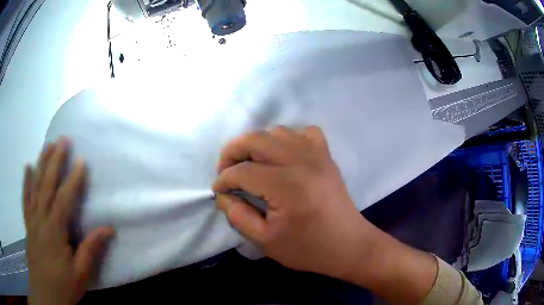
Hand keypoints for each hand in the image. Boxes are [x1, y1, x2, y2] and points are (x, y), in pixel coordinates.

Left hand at [23, 138, 114, 304]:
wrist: (44, 293)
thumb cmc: (63, 286)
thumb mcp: (81, 274)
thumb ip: (91, 249)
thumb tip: (109, 229)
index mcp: (54, 230)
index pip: (64, 198)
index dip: (73, 179)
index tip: (81, 160)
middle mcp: (41, 218)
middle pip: (47, 184)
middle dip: (54, 160)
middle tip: (62, 140)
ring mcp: (32, 219)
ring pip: (35, 186)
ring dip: (41, 164)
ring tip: (47, 145)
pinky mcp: (28, 224)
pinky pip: (26, 198)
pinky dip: (26, 181)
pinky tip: (27, 167)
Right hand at [213, 126, 378, 278]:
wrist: (348, 245)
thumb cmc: (308, 249)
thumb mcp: (265, 241)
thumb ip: (238, 216)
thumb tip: (222, 195)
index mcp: (287, 186)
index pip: (243, 172)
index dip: (224, 180)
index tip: (218, 191)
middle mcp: (302, 162)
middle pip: (256, 140)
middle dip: (232, 152)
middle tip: (225, 170)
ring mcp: (318, 155)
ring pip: (277, 131)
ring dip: (257, 144)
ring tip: (251, 164)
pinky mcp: (327, 156)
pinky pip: (305, 132)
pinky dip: (288, 139)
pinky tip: (284, 156)